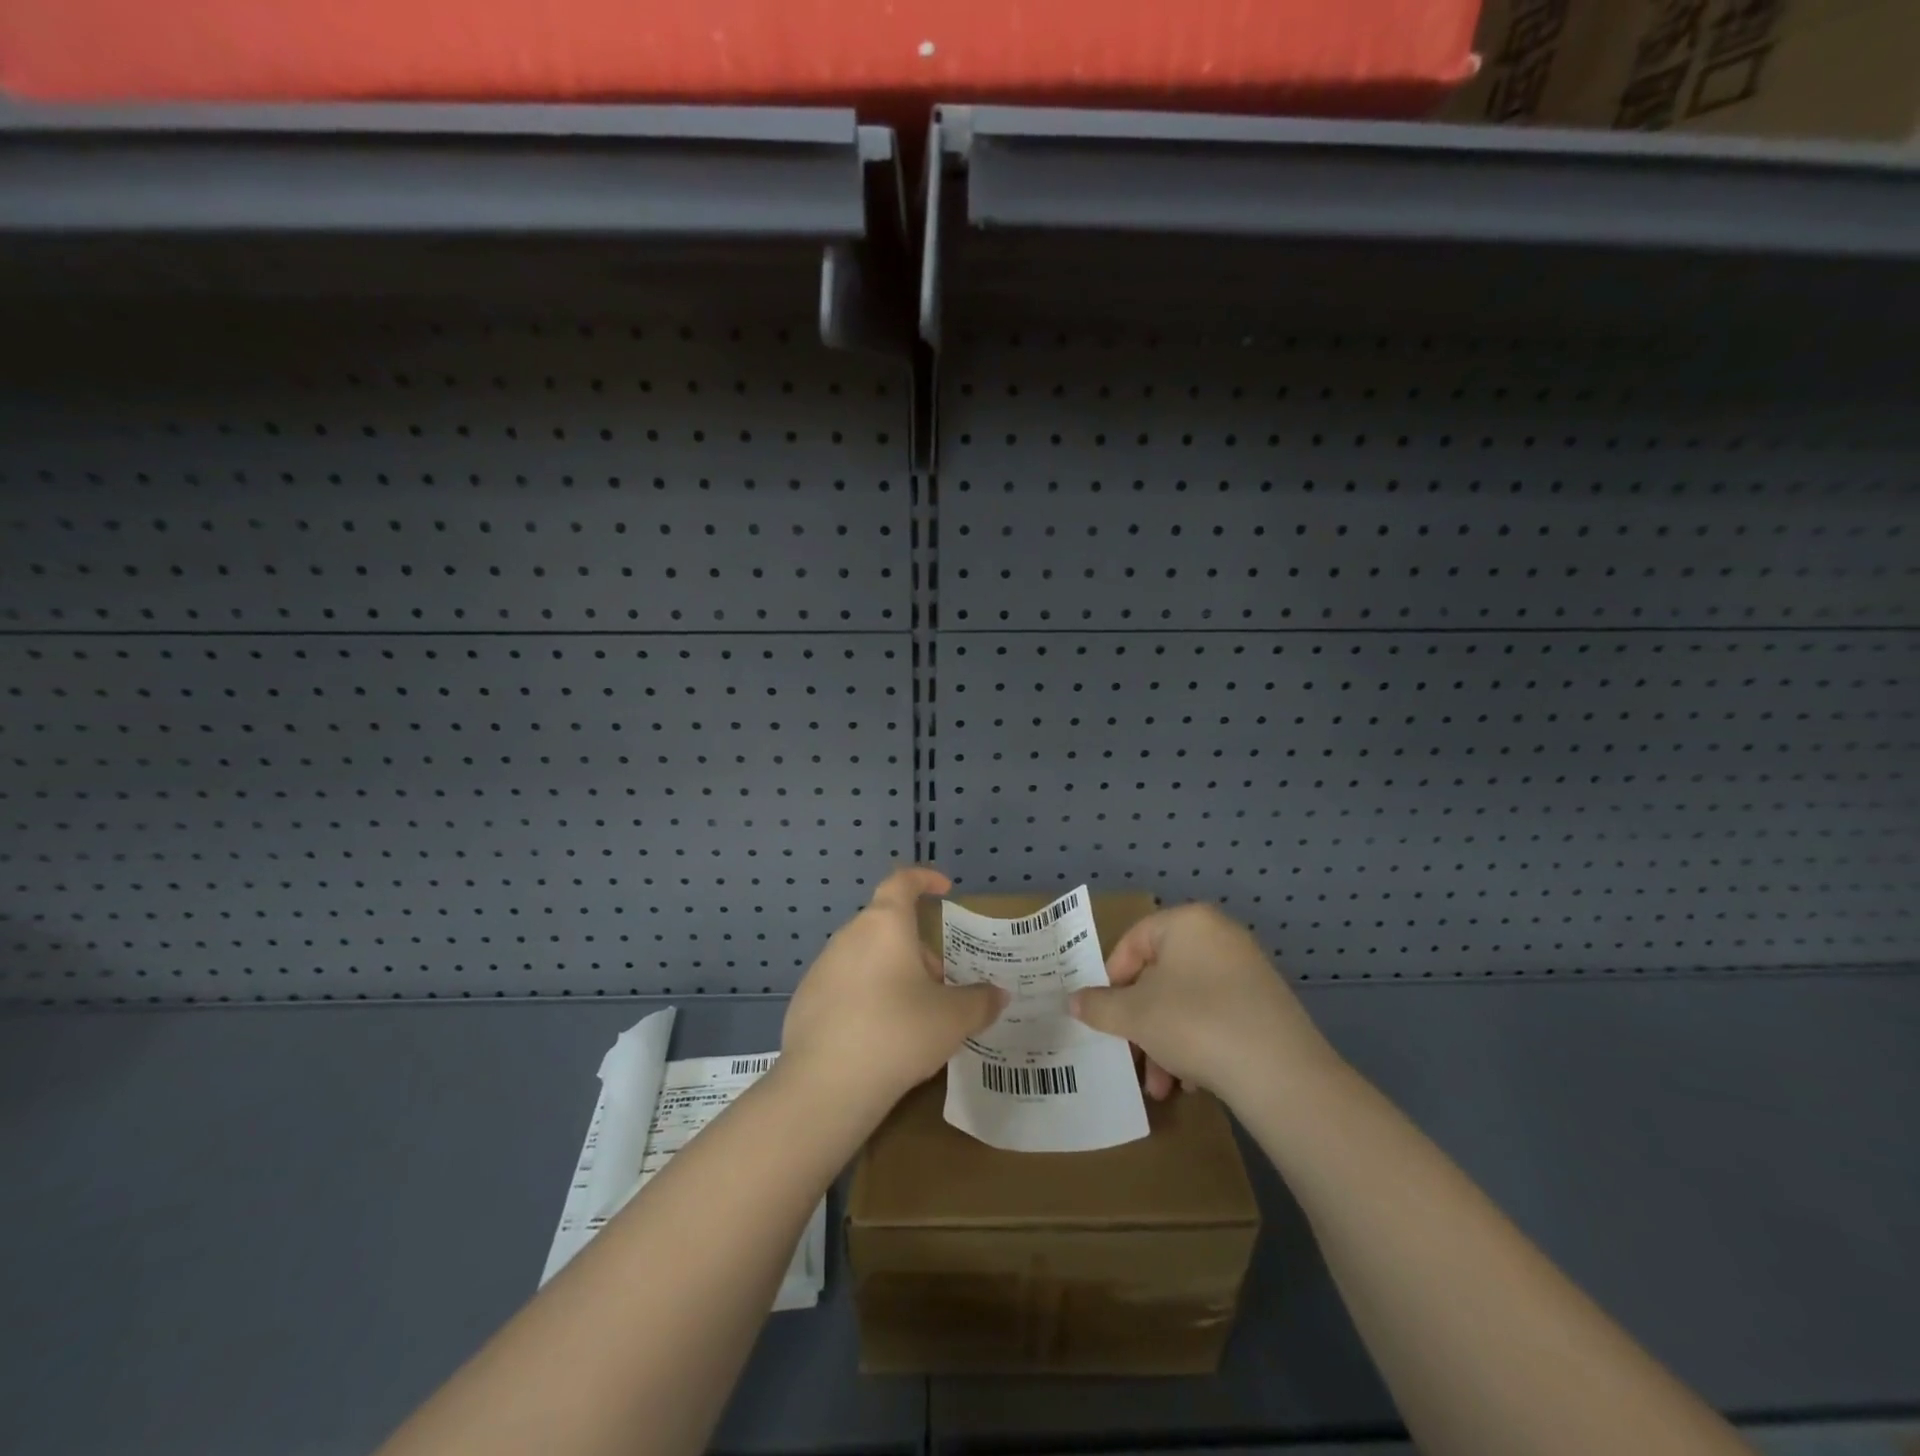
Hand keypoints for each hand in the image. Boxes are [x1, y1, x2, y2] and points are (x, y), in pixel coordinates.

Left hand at [781, 866, 1007, 1117]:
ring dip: (893, 973)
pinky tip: (879, 1037)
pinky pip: (845, 985)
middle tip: (941, 984)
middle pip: (888, 925)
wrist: (825, 1085)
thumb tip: (998, 994)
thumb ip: (980, 1001)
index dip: (924, 878)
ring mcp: (823, 967)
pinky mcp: (806, 999)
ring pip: (867, 956)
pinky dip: (867, 997)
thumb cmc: (898, 1032)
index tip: (944, 889)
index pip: (902, 881)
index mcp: (885, 924)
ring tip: (914, 1015)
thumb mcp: (953, 1018)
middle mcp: (850, 935)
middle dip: (918, 949)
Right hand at [1069, 904, 1336, 1110]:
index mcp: (1188, 922)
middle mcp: (1220, 936)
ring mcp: (1247, 971)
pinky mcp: (1266, 1006)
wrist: (1281, 1074)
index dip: (1112, 979)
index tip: (1103, 1014)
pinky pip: (1216, 1017)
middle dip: (1140, 1021)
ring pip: (1186, 1002)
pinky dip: (1197, 1045)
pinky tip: (1191, 1083)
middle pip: (1160, 976)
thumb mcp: (1134, 1015)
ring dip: (1164, 1042)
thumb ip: (1099, 1005)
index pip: (1133, 941)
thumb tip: (1073, 1000)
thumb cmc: (1194, 1023)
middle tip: (1129, 1054)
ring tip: (1160, 1087)